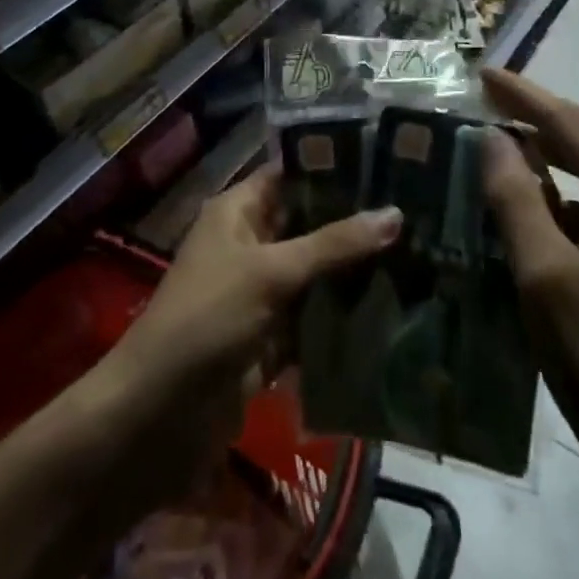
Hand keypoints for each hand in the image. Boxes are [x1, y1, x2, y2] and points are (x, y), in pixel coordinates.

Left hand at [94, 165, 400, 490]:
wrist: (158, 416)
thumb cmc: (207, 319)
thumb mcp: (270, 272)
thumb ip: (333, 245)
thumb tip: (395, 213)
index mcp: (237, 212)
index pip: (289, 174)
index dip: (332, 166)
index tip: (388, 163)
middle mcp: (249, 244)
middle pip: (308, 224)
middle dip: (354, 223)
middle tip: (417, 212)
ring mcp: (260, 294)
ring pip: (315, 273)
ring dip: (355, 272)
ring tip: (420, 255)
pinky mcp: (269, 339)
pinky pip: (313, 319)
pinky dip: (343, 317)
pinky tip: (394, 310)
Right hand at [479, 68, 578, 473]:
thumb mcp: (542, 275)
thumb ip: (516, 198)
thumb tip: (493, 137)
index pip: (576, 124)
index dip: (526, 95)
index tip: (483, 73)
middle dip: (540, 114)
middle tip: (488, 98)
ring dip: (552, 148)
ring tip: (503, 137)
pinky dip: (564, 188)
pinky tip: (533, 200)